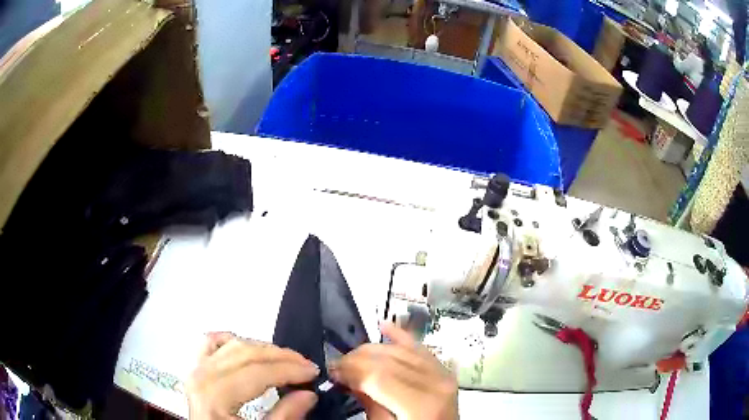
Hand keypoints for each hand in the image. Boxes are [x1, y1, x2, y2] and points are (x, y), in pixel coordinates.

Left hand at [186, 332, 319, 418]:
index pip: (258, 372)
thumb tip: (309, 394)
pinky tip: (250, 349)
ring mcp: (196, 369)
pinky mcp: (195, 368)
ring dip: (263, 349)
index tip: (314, 372)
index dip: (290, 370)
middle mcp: (203, 377)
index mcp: (215, 396)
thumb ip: (284, 416)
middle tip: (306, 365)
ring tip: (286, 360)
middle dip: (281, 356)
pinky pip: (212, 343)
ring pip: (233, 345)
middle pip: (246, 354)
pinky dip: (233, 342)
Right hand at [329, 322, 457, 419]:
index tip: (332, 372)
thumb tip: (349, 379)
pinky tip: (384, 325)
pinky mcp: (443, 370)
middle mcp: (436, 383)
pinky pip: (420, 347)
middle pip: (389, 359)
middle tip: (337, 366)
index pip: (379, 375)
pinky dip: (400, 336)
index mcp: (421, 405)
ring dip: (371, 349)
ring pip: (400, 349)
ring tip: (351, 358)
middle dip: (356, 359)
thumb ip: (370, 405)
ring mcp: (443, 374)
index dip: (351, 370)